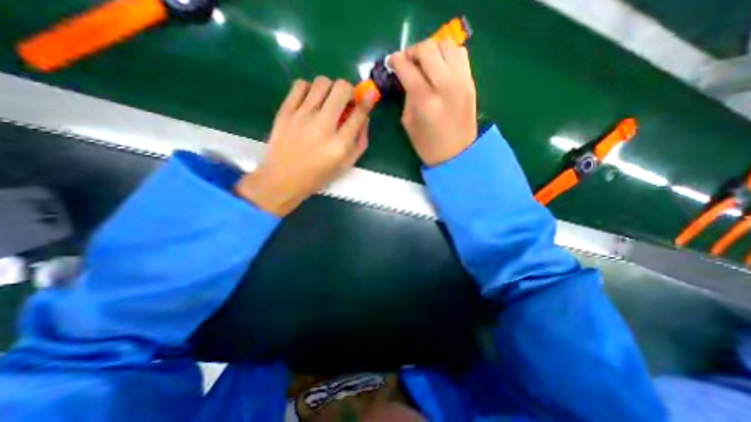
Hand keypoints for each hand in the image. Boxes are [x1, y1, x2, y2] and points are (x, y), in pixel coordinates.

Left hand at [235, 77, 369, 216]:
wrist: (283, 179)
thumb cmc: (318, 175)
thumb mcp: (346, 165)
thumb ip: (360, 142)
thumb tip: (364, 118)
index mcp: (340, 144)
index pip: (359, 113)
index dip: (366, 101)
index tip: (367, 97)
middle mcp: (323, 126)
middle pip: (341, 89)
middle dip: (349, 90)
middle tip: (345, 100)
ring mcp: (302, 116)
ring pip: (322, 82)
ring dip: (330, 88)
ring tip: (327, 101)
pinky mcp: (285, 111)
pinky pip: (300, 85)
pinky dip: (309, 89)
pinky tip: (310, 101)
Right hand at [391, 38, 477, 163]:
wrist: (457, 154)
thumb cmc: (428, 145)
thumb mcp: (408, 123)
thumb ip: (407, 96)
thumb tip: (406, 78)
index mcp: (425, 100)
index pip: (407, 68)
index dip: (396, 61)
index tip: (391, 62)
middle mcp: (445, 84)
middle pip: (428, 48)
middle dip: (413, 51)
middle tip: (407, 62)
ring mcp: (461, 80)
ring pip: (446, 45)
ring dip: (431, 49)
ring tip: (424, 63)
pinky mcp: (471, 81)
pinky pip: (459, 54)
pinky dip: (446, 54)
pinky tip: (439, 66)